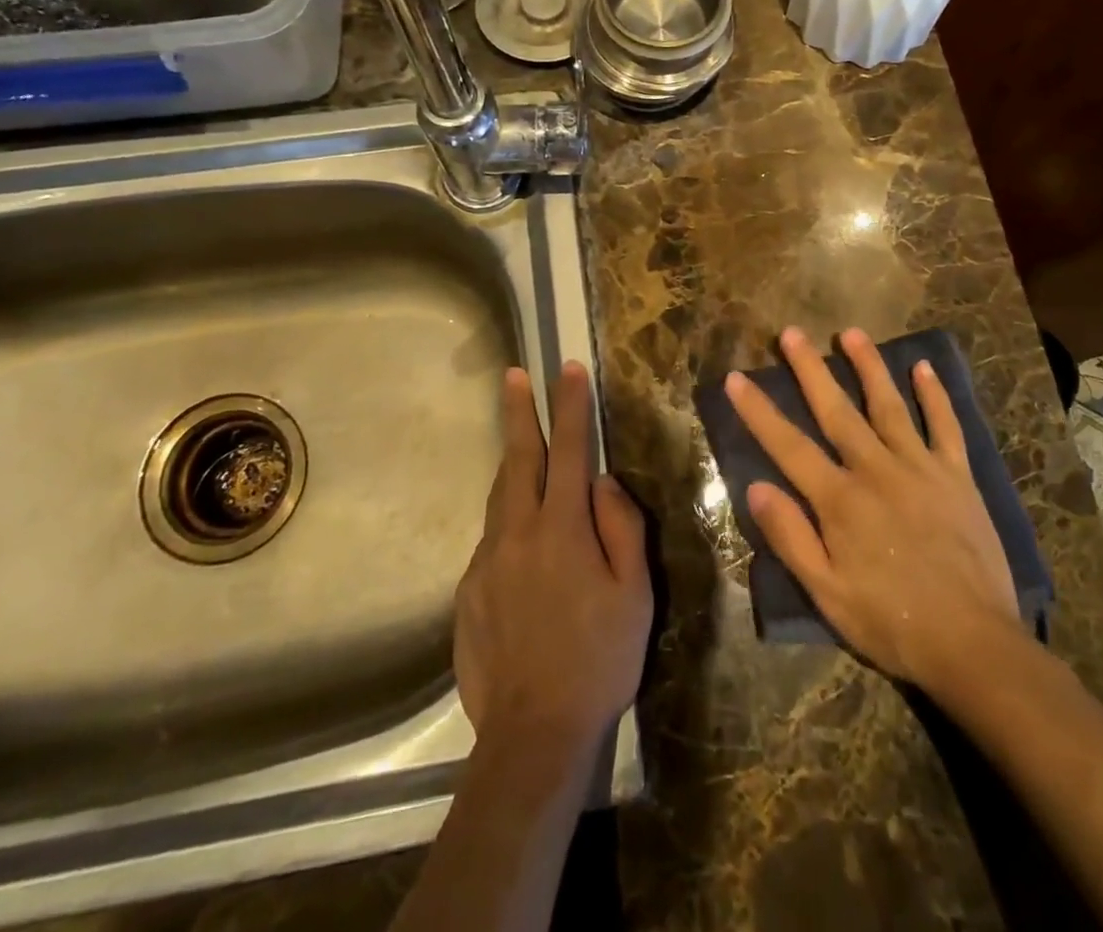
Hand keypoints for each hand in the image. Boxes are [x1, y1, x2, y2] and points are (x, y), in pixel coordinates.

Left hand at [455, 362, 652, 757]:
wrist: (533, 733)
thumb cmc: (599, 660)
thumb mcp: (635, 594)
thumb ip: (620, 526)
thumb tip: (601, 481)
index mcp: (561, 529)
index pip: (568, 450)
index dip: (570, 406)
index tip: (567, 369)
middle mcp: (517, 533)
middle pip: (517, 458)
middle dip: (518, 411)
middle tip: (512, 374)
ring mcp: (486, 561)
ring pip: (499, 497)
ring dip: (511, 463)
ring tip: (521, 445)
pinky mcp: (467, 591)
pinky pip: (492, 542)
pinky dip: (508, 524)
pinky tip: (522, 549)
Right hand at [727, 327, 1021, 691]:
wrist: (974, 647)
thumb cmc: (892, 623)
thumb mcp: (827, 594)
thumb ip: (791, 537)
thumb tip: (755, 486)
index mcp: (840, 500)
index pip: (788, 446)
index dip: (759, 411)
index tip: (736, 378)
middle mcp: (877, 471)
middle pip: (836, 411)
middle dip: (809, 369)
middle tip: (791, 332)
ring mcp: (921, 469)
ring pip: (889, 406)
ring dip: (868, 366)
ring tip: (850, 333)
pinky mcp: (958, 478)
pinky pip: (946, 427)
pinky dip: (935, 396)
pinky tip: (924, 368)